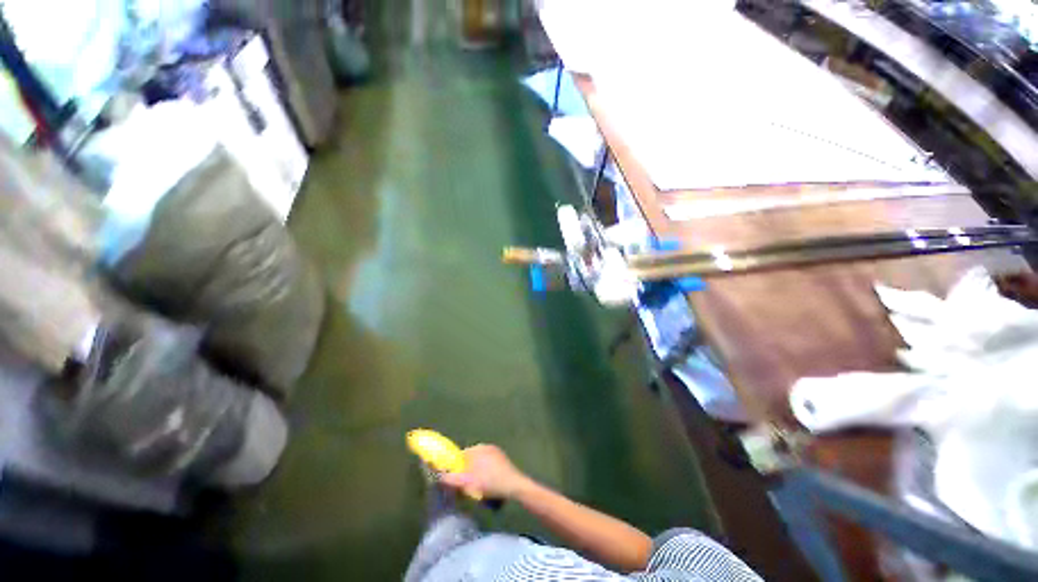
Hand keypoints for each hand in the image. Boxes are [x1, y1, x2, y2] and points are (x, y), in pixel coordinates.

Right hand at [439, 444, 532, 499]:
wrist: (515, 486)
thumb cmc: (491, 483)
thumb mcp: (468, 483)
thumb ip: (452, 479)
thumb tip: (439, 476)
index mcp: (478, 448)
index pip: (461, 456)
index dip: (455, 468)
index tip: (454, 480)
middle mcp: (487, 446)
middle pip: (470, 459)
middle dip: (466, 472)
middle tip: (465, 487)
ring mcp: (496, 452)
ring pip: (479, 463)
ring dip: (475, 474)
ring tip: (476, 488)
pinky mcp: (503, 460)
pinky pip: (488, 466)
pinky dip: (485, 474)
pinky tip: (487, 486)